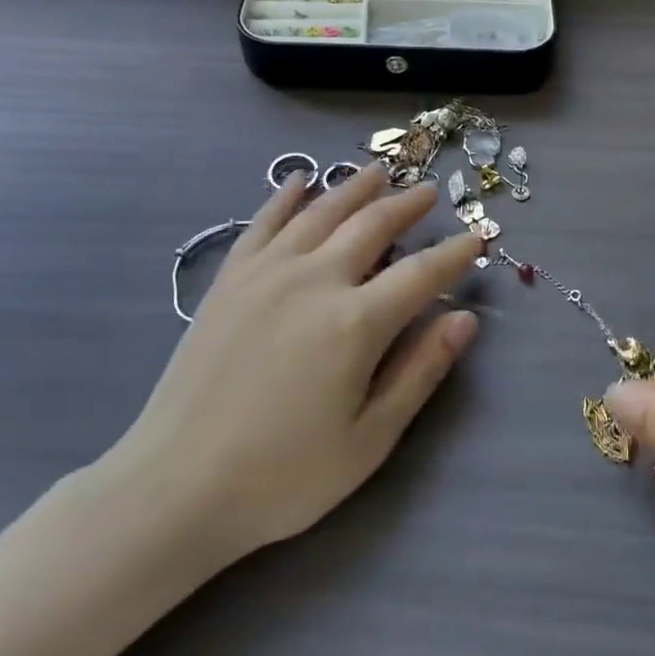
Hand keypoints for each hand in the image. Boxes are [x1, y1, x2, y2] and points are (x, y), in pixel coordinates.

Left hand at [99, 168, 481, 562]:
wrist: (177, 484)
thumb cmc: (284, 475)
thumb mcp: (369, 439)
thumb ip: (420, 372)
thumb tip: (465, 319)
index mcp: (356, 322)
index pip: (421, 274)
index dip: (454, 254)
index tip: (477, 237)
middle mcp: (315, 280)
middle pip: (371, 226)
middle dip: (406, 206)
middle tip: (428, 192)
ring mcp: (266, 273)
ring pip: (321, 212)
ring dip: (354, 188)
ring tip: (378, 171)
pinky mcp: (229, 279)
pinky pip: (262, 222)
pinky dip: (285, 196)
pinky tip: (299, 180)